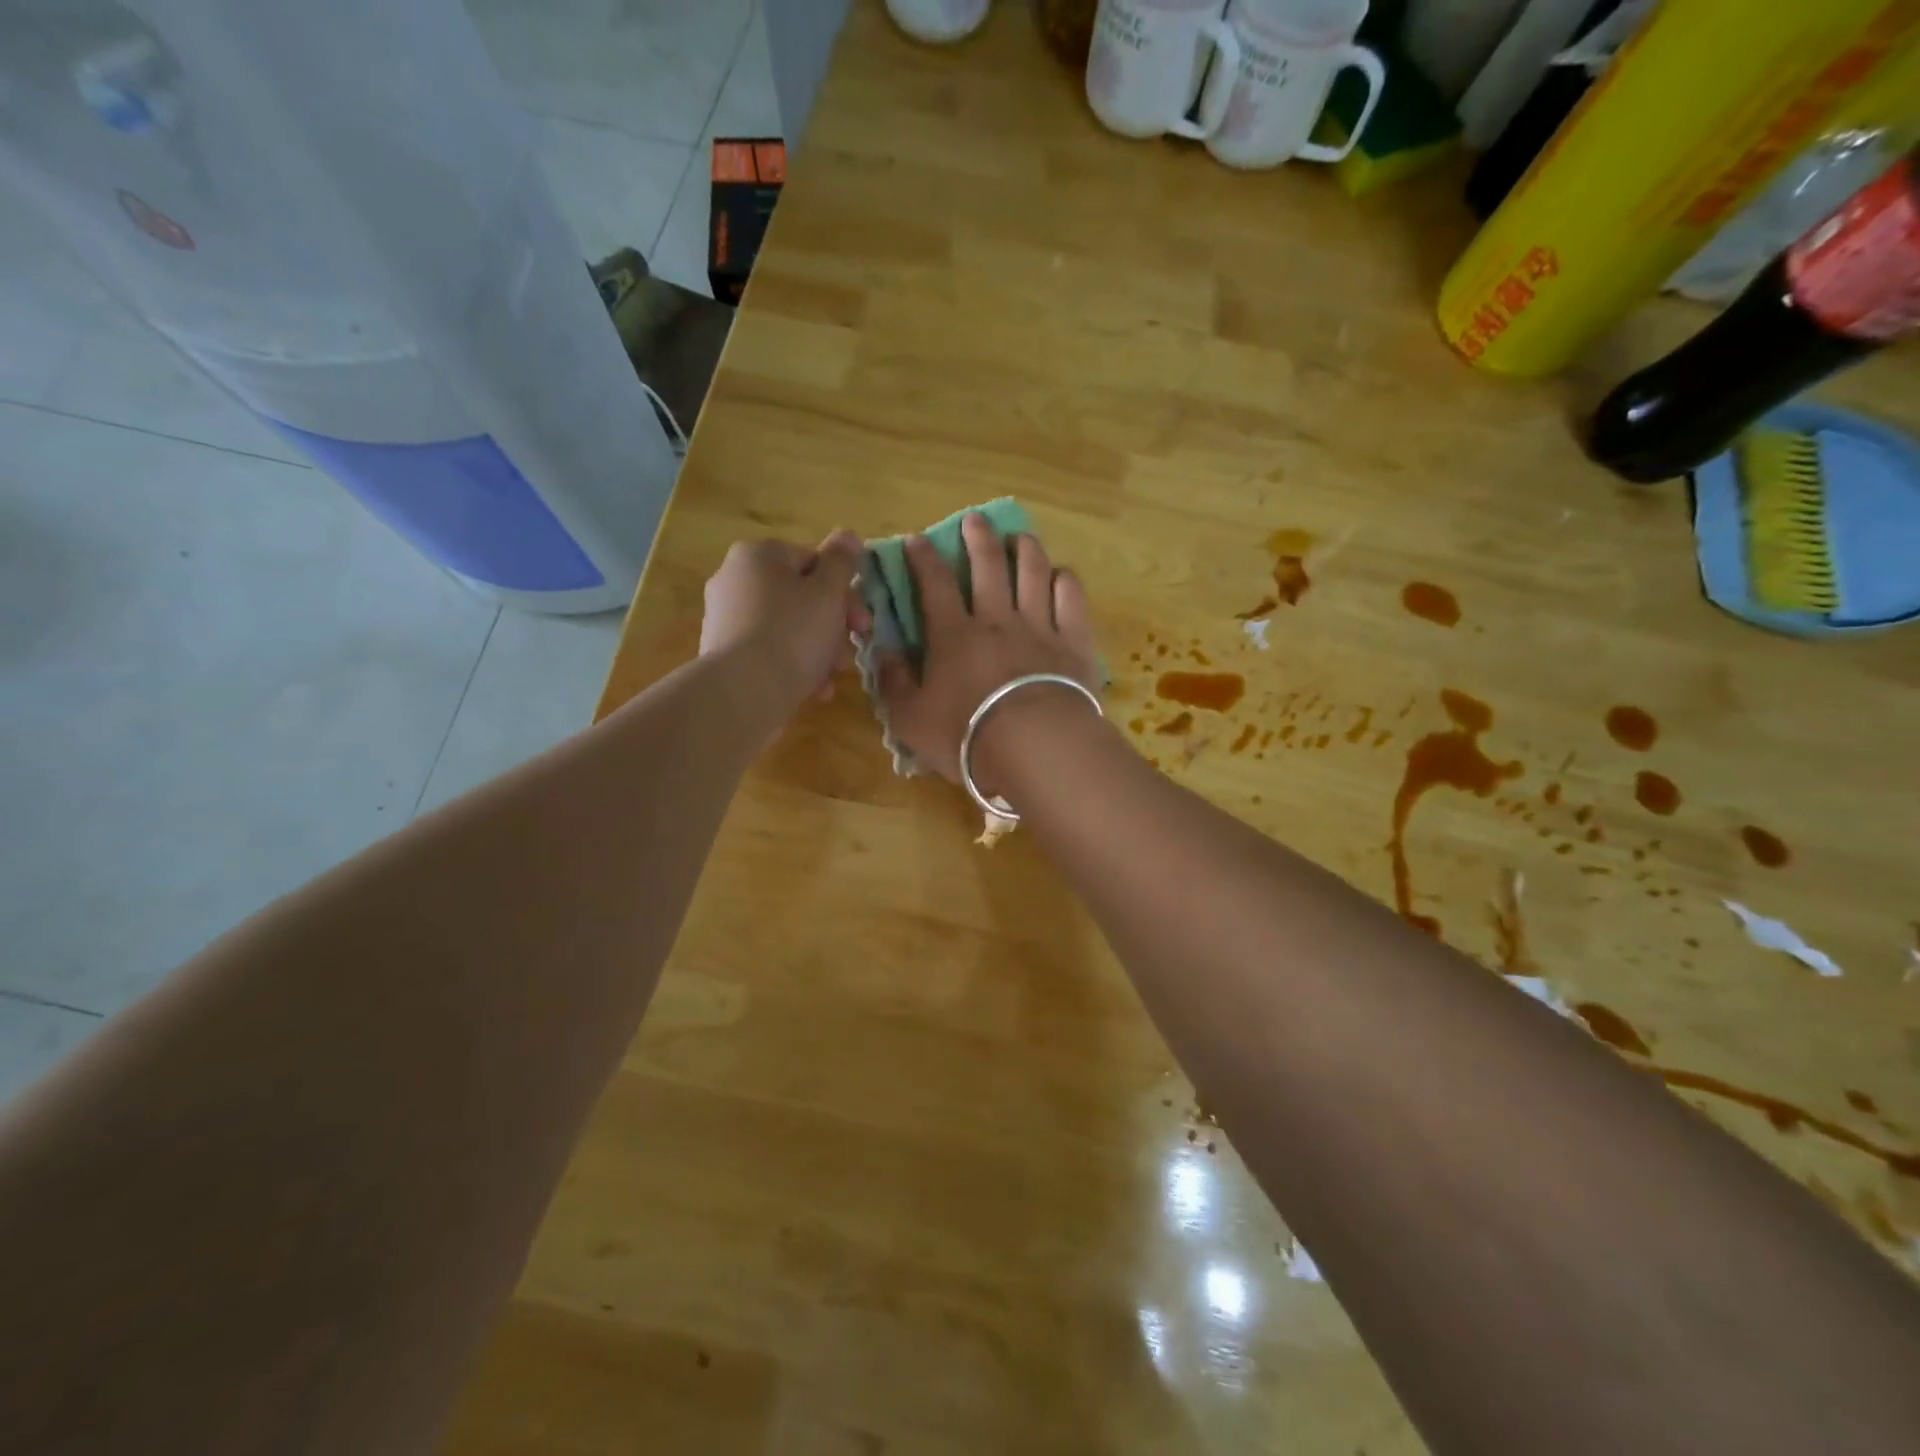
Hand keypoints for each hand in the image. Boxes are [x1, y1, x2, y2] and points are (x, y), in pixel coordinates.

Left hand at [701, 531, 869, 718]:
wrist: (743, 692)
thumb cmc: (793, 633)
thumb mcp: (828, 593)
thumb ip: (841, 562)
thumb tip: (848, 534)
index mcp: (758, 555)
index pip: (813, 562)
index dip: (844, 592)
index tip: (862, 623)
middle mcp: (734, 579)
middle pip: (801, 597)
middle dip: (833, 627)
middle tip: (849, 653)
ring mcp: (726, 618)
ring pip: (788, 628)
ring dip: (818, 650)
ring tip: (832, 677)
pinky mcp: (723, 654)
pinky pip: (769, 652)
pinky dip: (794, 666)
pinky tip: (813, 690)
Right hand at [876, 513, 1100, 793]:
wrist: (1034, 747)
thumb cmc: (966, 736)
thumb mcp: (911, 719)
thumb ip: (894, 684)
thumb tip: (883, 654)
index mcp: (953, 636)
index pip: (934, 584)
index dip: (923, 559)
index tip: (916, 540)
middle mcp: (996, 620)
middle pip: (988, 565)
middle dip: (978, 537)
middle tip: (974, 520)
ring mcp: (1039, 626)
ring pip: (1033, 572)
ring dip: (1025, 549)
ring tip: (1019, 537)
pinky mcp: (1073, 642)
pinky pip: (1071, 598)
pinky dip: (1064, 580)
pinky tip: (1060, 575)